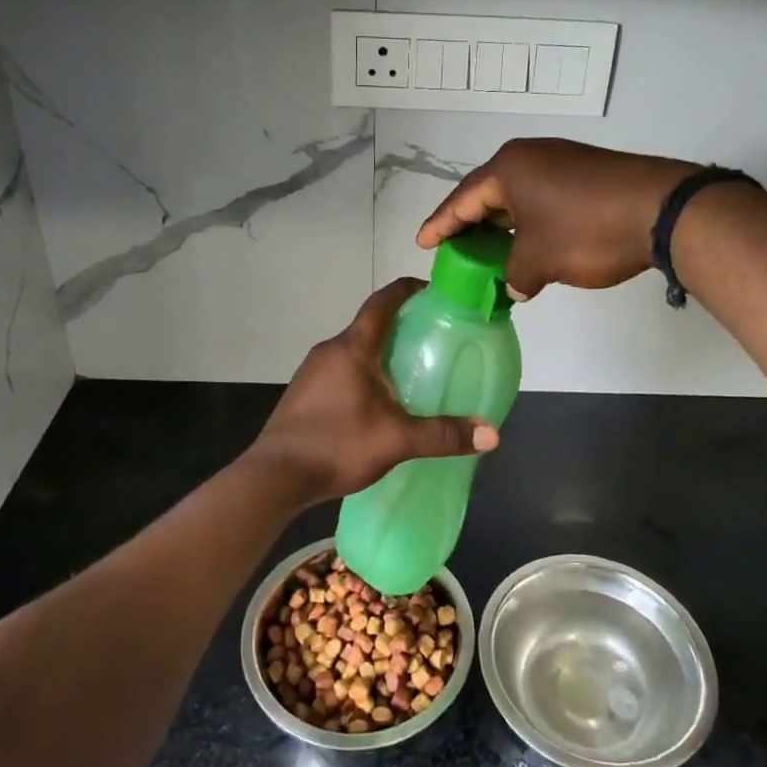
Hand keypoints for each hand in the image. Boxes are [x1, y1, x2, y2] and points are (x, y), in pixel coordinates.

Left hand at [247, 279, 498, 504]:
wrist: (274, 477)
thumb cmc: (336, 445)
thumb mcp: (396, 440)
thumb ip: (443, 435)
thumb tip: (492, 434)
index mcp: (352, 348)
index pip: (381, 302)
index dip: (406, 289)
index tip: (431, 289)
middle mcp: (330, 350)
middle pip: (369, 325)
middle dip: (400, 324)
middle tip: (433, 336)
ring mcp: (312, 372)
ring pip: (354, 349)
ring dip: (380, 351)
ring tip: (411, 369)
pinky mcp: (304, 393)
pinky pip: (341, 369)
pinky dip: (364, 372)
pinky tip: (378, 400)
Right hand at [417, 139, 695, 299]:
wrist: (663, 210)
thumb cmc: (588, 232)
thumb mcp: (540, 261)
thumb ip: (515, 276)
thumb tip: (514, 287)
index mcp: (509, 169)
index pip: (462, 199)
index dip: (440, 224)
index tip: (422, 243)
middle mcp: (531, 157)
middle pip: (488, 193)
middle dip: (470, 224)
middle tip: (453, 249)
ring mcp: (561, 162)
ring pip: (517, 197)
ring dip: (501, 226)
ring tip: (486, 251)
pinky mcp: (586, 173)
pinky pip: (542, 198)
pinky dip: (528, 222)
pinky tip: (527, 244)